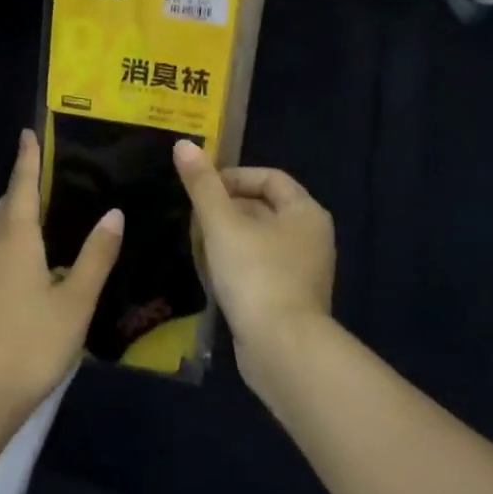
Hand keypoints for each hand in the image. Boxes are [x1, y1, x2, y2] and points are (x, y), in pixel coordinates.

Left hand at [0, 130, 122, 426]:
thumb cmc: (30, 345)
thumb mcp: (75, 303)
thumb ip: (95, 257)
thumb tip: (113, 212)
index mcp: (17, 241)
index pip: (23, 188)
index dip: (27, 159)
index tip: (27, 133)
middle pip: (6, 208)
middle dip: (22, 187)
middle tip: (45, 175)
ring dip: (15, 216)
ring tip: (41, 215)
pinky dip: (10, 244)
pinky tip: (28, 264)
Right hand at [173, 140, 335, 392]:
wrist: (282, 349)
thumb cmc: (256, 275)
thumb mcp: (222, 224)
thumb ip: (202, 185)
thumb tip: (183, 144)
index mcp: (305, 212)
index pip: (269, 178)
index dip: (232, 177)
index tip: (200, 189)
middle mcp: (310, 237)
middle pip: (262, 208)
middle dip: (224, 209)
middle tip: (192, 218)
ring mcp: (302, 271)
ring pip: (257, 240)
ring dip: (225, 239)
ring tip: (195, 245)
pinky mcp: (288, 299)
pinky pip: (258, 268)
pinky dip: (234, 265)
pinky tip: (210, 275)